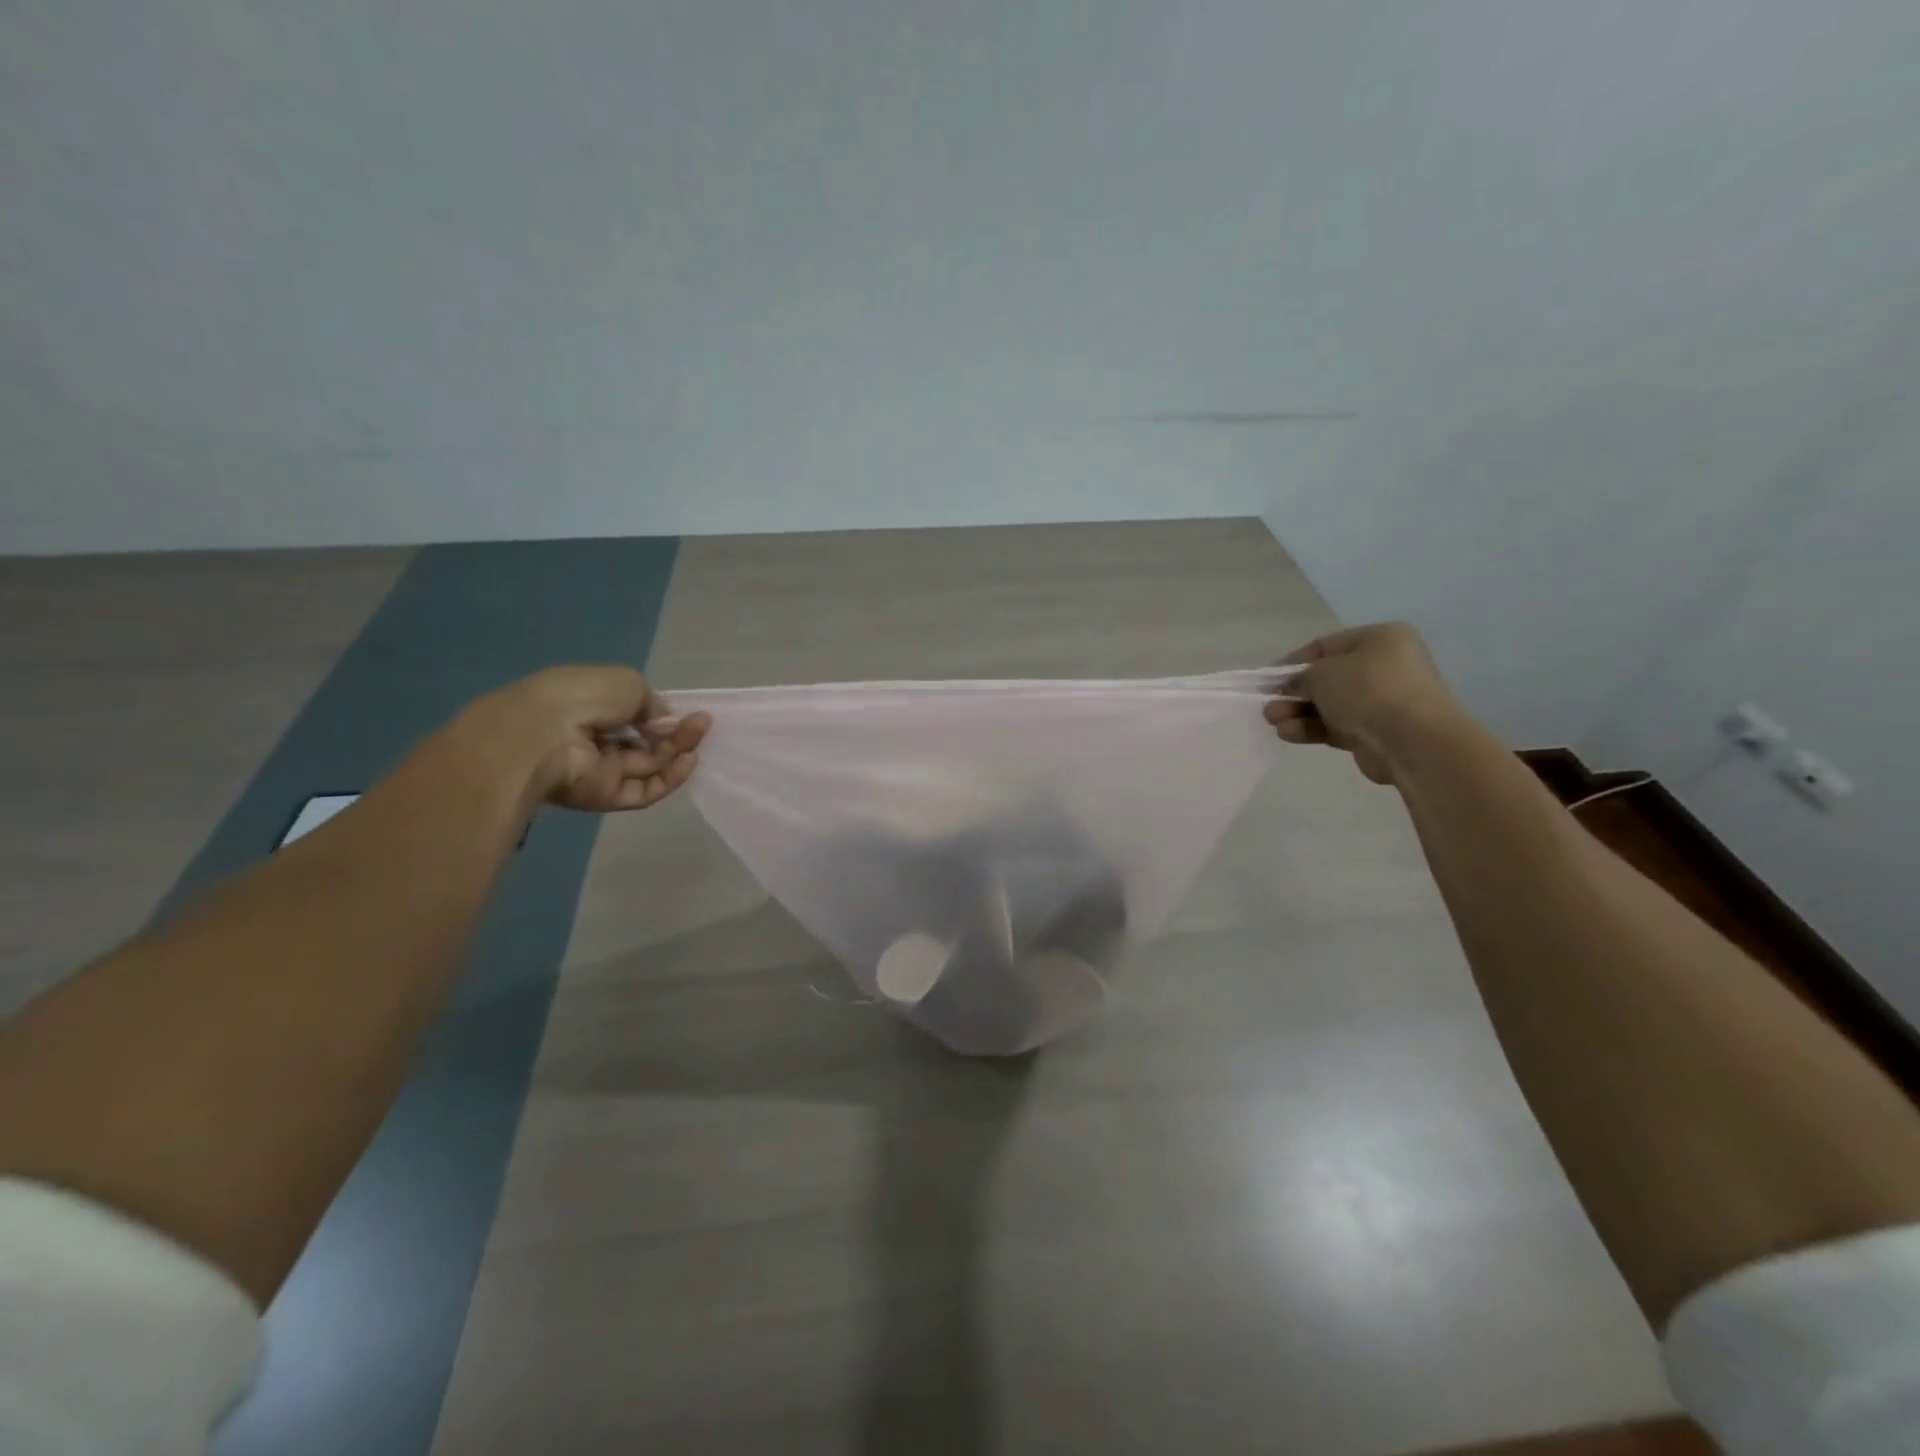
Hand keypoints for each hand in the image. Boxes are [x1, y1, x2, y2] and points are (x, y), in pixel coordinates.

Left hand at [484, 666, 710, 811]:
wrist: (545, 735)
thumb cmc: (584, 696)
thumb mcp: (627, 682)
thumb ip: (652, 703)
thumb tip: (663, 722)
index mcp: (591, 705)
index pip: (634, 714)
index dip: (662, 714)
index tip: (689, 712)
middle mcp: (595, 739)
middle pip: (646, 742)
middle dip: (676, 733)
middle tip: (701, 723)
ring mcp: (599, 770)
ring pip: (649, 765)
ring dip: (677, 752)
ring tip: (698, 737)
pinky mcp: (604, 797)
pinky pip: (644, 790)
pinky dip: (669, 778)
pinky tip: (688, 761)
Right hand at [1263, 622, 1464, 784]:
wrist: (1412, 741)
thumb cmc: (1367, 690)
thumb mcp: (1322, 673)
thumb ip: (1299, 678)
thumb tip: (1289, 688)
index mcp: (1381, 639)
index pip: (1326, 646)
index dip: (1292, 662)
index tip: (1267, 679)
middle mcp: (1385, 666)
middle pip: (1327, 679)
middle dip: (1294, 693)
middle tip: (1268, 706)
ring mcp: (1383, 701)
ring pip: (1330, 705)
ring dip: (1298, 713)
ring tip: (1273, 722)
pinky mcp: (1377, 732)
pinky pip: (1337, 726)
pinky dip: (1312, 729)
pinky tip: (1289, 734)